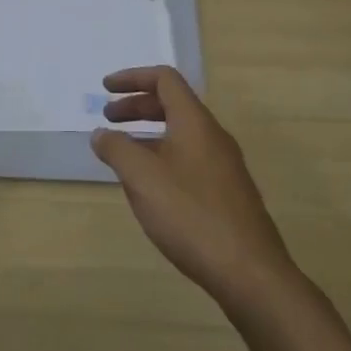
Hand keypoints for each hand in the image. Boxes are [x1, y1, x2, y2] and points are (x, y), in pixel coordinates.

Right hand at [91, 66, 296, 304]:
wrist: (249, 272)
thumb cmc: (190, 214)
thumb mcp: (142, 177)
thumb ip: (117, 149)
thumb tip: (101, 134)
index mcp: (194, 122)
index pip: (164, 79)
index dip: (132, 78)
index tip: (105, 89)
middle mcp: (213, 136)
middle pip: (172, 105)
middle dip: (136, 106)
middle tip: (108, 119)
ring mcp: (224, 166)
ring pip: (180, 134)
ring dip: (148, 134)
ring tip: (122, 155)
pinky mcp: (227, 193)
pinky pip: (189, 159)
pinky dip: (163, 157)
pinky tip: (150, 188)